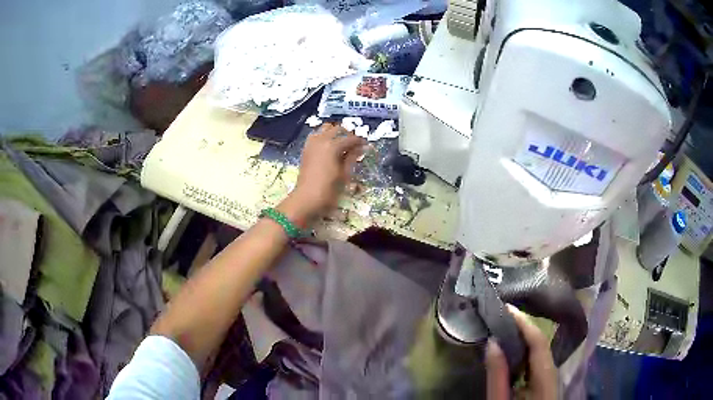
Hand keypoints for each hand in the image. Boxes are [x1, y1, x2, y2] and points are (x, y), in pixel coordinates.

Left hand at [278, 123, 364, 226]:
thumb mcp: (344, 174)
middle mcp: (321, 140)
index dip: (360, 141)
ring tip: (342, 144)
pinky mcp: (306, 149)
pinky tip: (330, 147)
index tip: (367, 145)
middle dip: (348, 135)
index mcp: (333, 146)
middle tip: (355, 144)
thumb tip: (360, 148)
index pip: (351, 138)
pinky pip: (317, 136)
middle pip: (338, 129)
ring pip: (325, 129)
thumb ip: (352, 158)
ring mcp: (312, 143)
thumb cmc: (329, 190)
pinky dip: (324, 137)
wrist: (306, 199)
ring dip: (335, 133)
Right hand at [486, 304, 556, 399]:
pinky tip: (512, 350)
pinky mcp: (545, 382)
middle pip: (541, 343)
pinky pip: (537, 360)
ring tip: (503, 326)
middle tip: (501, 314)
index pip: (538, 341)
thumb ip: (497, 375)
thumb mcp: (500, 399)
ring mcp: (550, 377)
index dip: (524, 322)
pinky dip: (525, 351)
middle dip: (523, 327)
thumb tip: (493, 342)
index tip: (506, 307)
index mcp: (546, 375)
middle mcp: (553, 371)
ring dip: (523, 338)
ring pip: (540, 351)